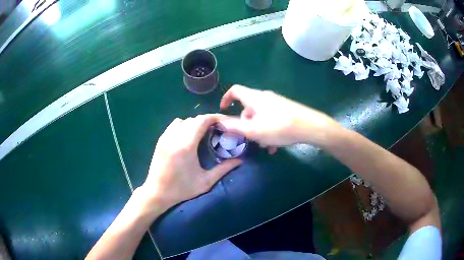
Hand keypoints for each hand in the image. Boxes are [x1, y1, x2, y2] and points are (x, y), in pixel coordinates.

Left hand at [141, 114, 241, 209]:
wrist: (157, 193)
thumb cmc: (182, 189)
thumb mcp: (205, 182)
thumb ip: (224, 169)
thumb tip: (240, 160)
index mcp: (187, 145)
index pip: (202, 121)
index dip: (215, 118)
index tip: (224, 122)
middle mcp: (175, 137)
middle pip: (194, 119)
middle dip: (207, 121)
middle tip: (217, 129)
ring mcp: (166, 137)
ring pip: (184, 121)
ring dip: (195, 123)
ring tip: (203, 133)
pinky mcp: (160, 140)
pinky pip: (174, 125)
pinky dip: (184, 125)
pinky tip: (188, 136)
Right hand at [219, 85, 337, 147]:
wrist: (310, 126)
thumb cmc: (279, 127)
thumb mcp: (253, 130)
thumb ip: (235, 126)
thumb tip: (220, 122)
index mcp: (254, 98)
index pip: (235, 90)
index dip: (226, 99)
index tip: (223, 111)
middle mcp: (264, 97)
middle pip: (248, 108)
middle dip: (246, 125)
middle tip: (249, 139)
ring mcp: (276, 103)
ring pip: (260, 117)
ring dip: (258, 131)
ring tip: (265, 146)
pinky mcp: (286, 110)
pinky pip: (271, 119)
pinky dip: (269, 131)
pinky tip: (275, 146)